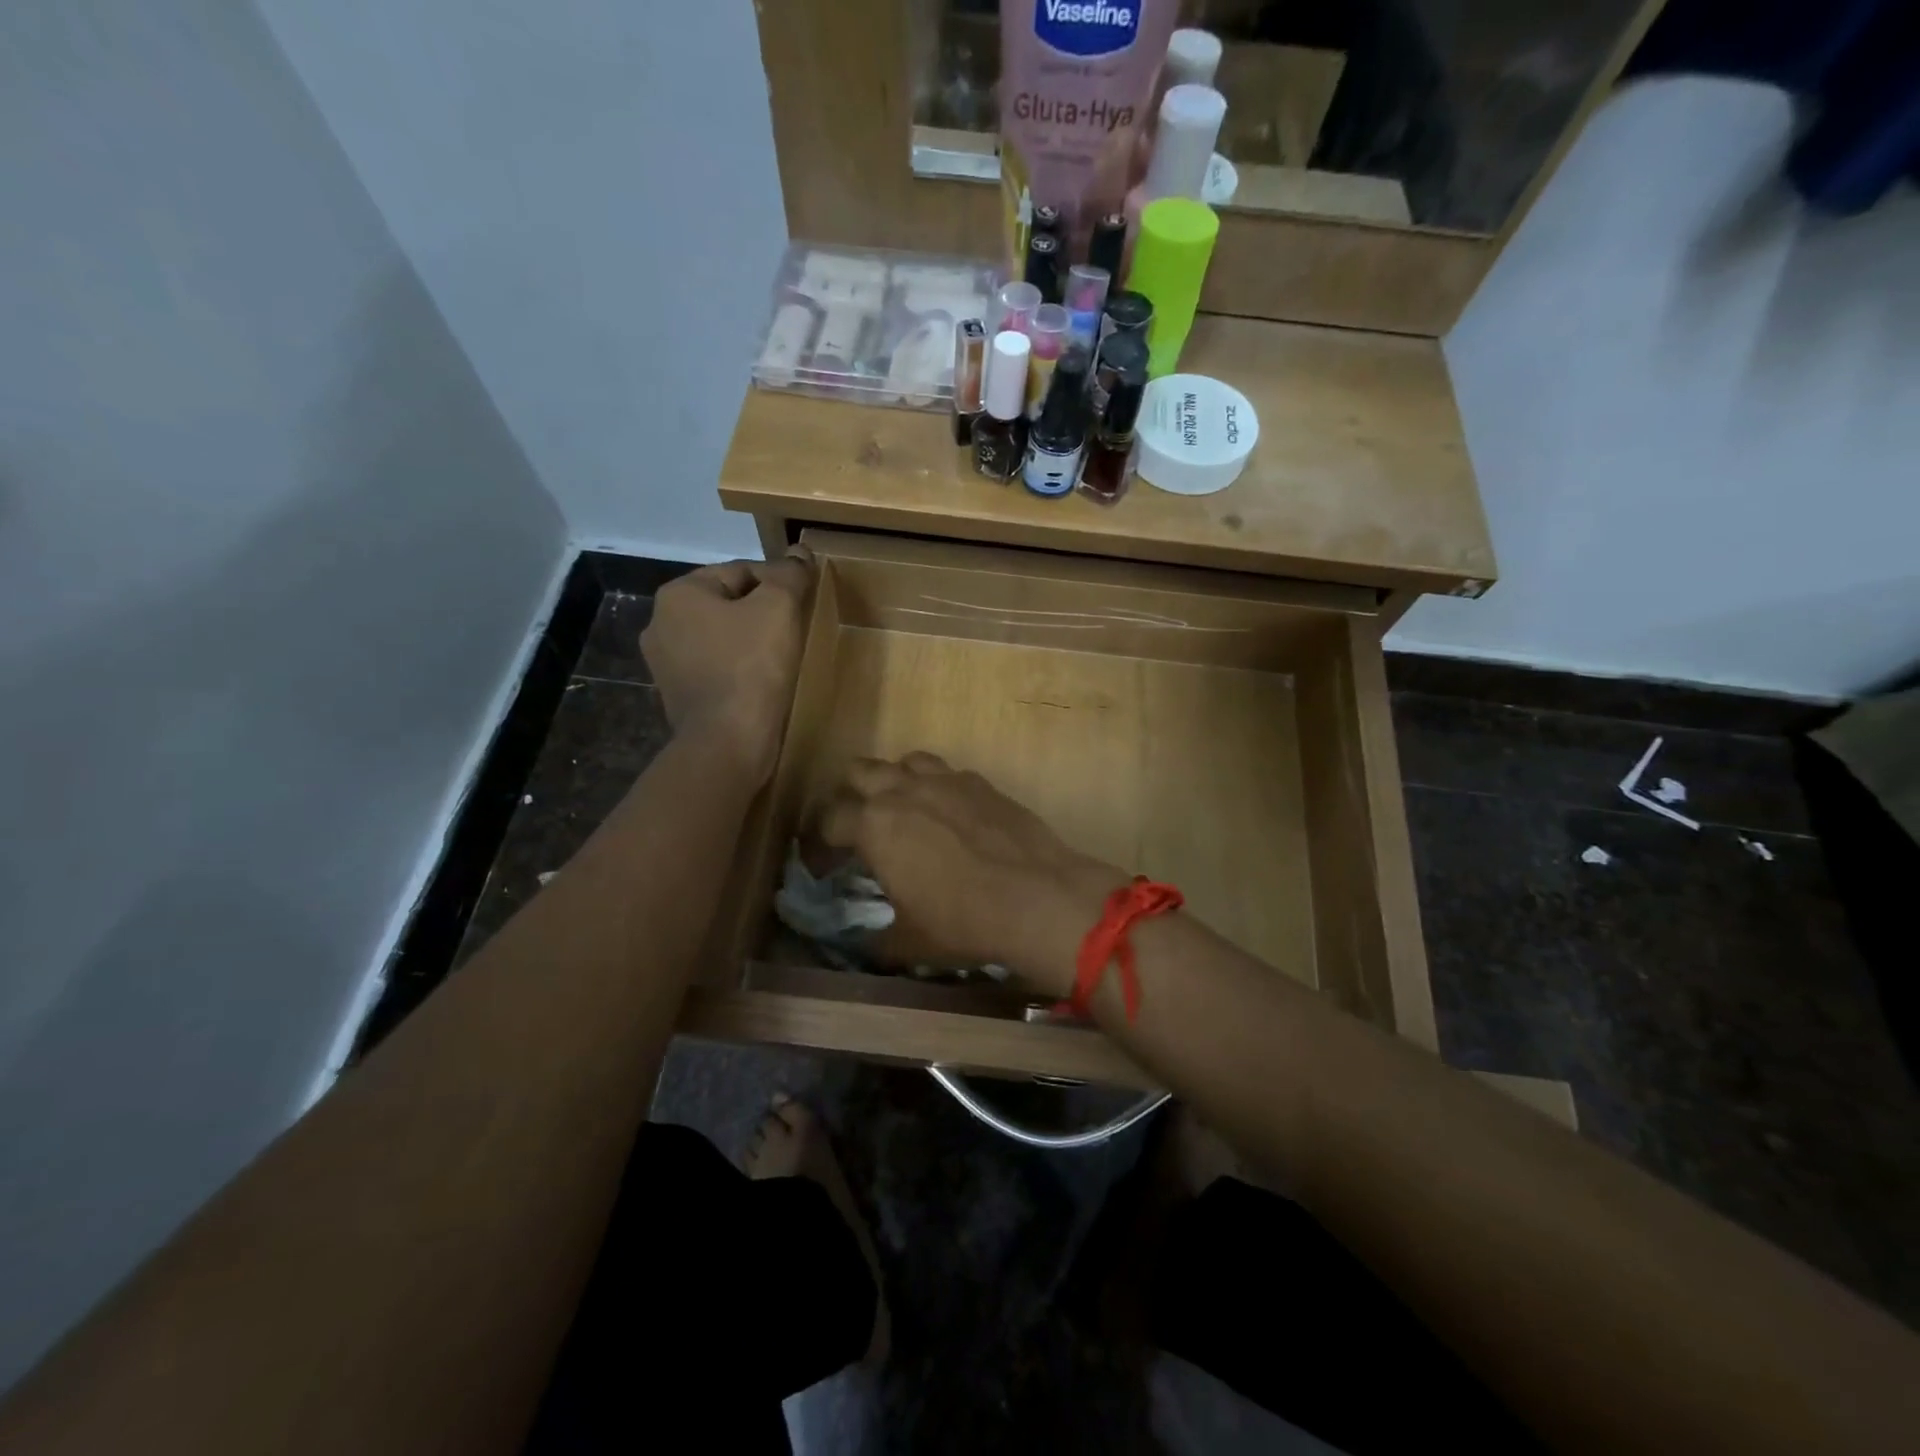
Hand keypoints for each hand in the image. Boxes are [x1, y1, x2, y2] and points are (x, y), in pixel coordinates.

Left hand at [641, 552, 812, 784]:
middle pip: (728, 603)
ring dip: (751, 641)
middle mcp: (661, 623)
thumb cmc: (751, 667)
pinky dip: (739, 669)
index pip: (741, 570)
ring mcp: (665, 664)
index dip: (779, 582)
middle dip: (762, 612)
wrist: (727, 743)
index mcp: (679, 594)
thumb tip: (799, 553)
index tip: (804, 602)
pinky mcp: (678, 696)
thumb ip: (789, 574)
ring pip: (721, 638)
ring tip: (782, 656)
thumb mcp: (779, 608)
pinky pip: (716, 668)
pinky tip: (762, 682)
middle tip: (796, 629)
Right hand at [817, 754, 1125, 996]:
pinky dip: (937, 786)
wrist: (1037, 897)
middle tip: (858, 827)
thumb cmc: (963, 921)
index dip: (820, 844)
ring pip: (904, 761)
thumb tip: (871, 947)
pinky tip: (949, 813)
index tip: (825, 866)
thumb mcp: (910, 942)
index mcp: (874, 826)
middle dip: (850, 796)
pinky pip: (946, 772)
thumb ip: (880, 940)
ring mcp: (945, 780)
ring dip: (895, 780)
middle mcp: (903, 791)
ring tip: (903, 809)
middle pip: (859, 772)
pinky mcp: (980, 782)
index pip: (829, 820)